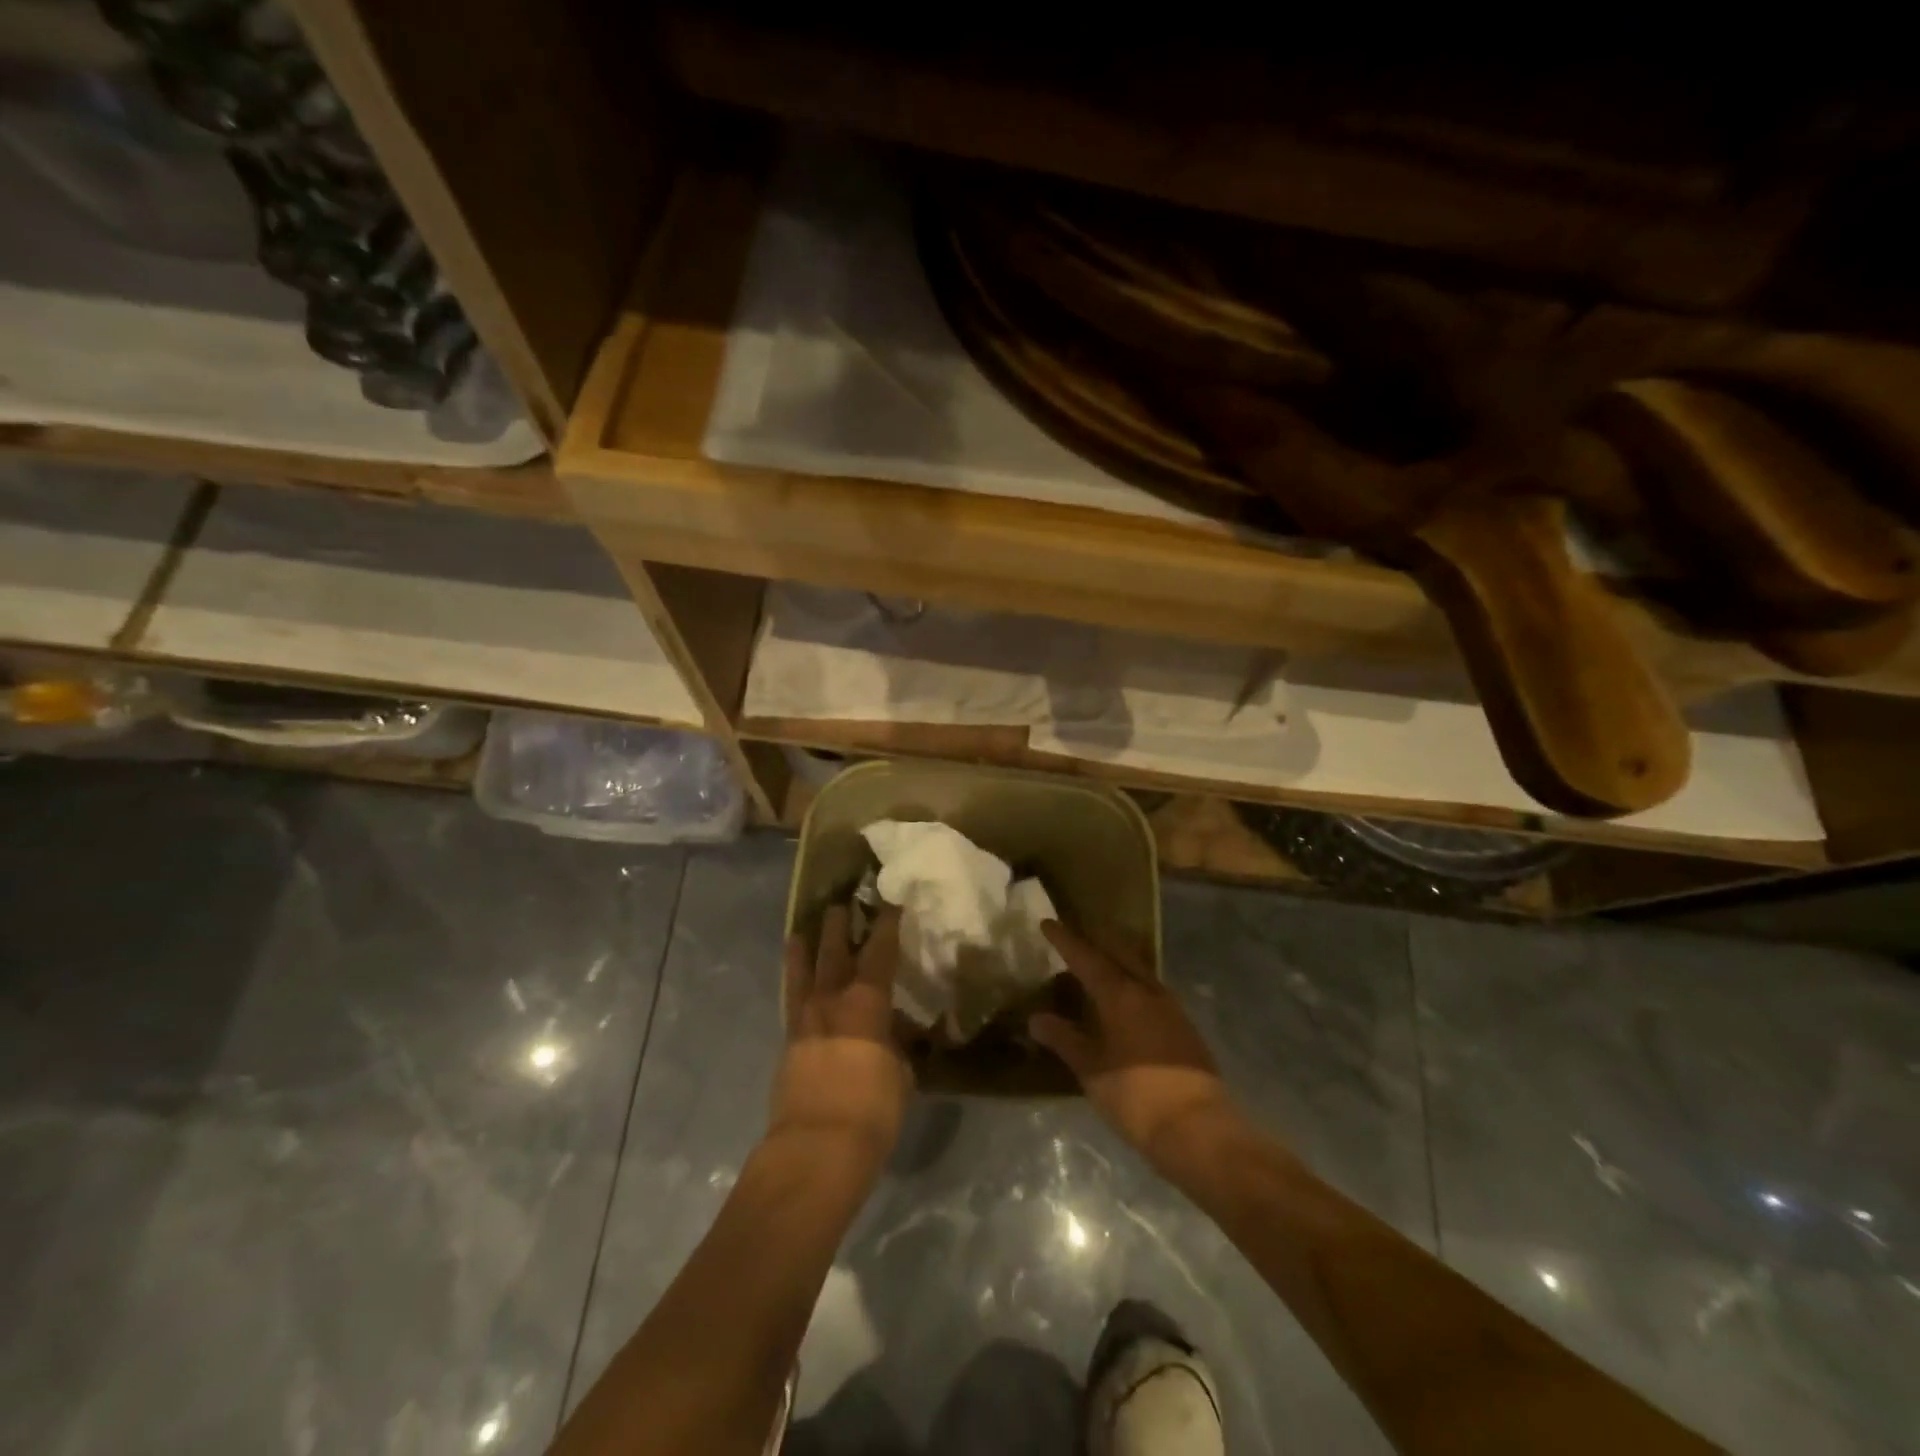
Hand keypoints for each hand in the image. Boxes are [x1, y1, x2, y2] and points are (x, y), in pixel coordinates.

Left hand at [772, 904, 910, 1158]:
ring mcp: (804, 1019)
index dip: (887, 923)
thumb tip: (893, 1034)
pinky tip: (796, 984)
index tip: (890, 901)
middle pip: (834, 951)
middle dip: (839, 925)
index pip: (880, 950)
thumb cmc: (872, 1109)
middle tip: (842, 903)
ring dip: (805, 948)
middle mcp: (832, 999)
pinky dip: (794, 985)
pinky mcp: (787, 1043)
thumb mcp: (900, 1073)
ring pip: (802, 972)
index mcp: (866, 1001)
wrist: (816, 1148)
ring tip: (802, 930)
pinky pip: (791, 1001)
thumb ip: (896, 1045)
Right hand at [1029, 920, 1238, 1170]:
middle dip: (1095, 941)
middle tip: (1074, 937)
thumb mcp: (1091, 1070)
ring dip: (1116, 960)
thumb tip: (1036, 1018)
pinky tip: (1125, 997)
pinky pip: (1151, 988)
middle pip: (1118, 953)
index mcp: (1120, 995)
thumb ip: (1064, 1040)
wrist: (1198, 1128)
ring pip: (1138, 969)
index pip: (1086, 958)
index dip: (1065, 940)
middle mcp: (1147, 990)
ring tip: (1097, 963)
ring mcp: (1170, 1006)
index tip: (1047, 923)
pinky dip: (1132, 982)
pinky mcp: (1183, 1025)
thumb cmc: (1136, 1096)